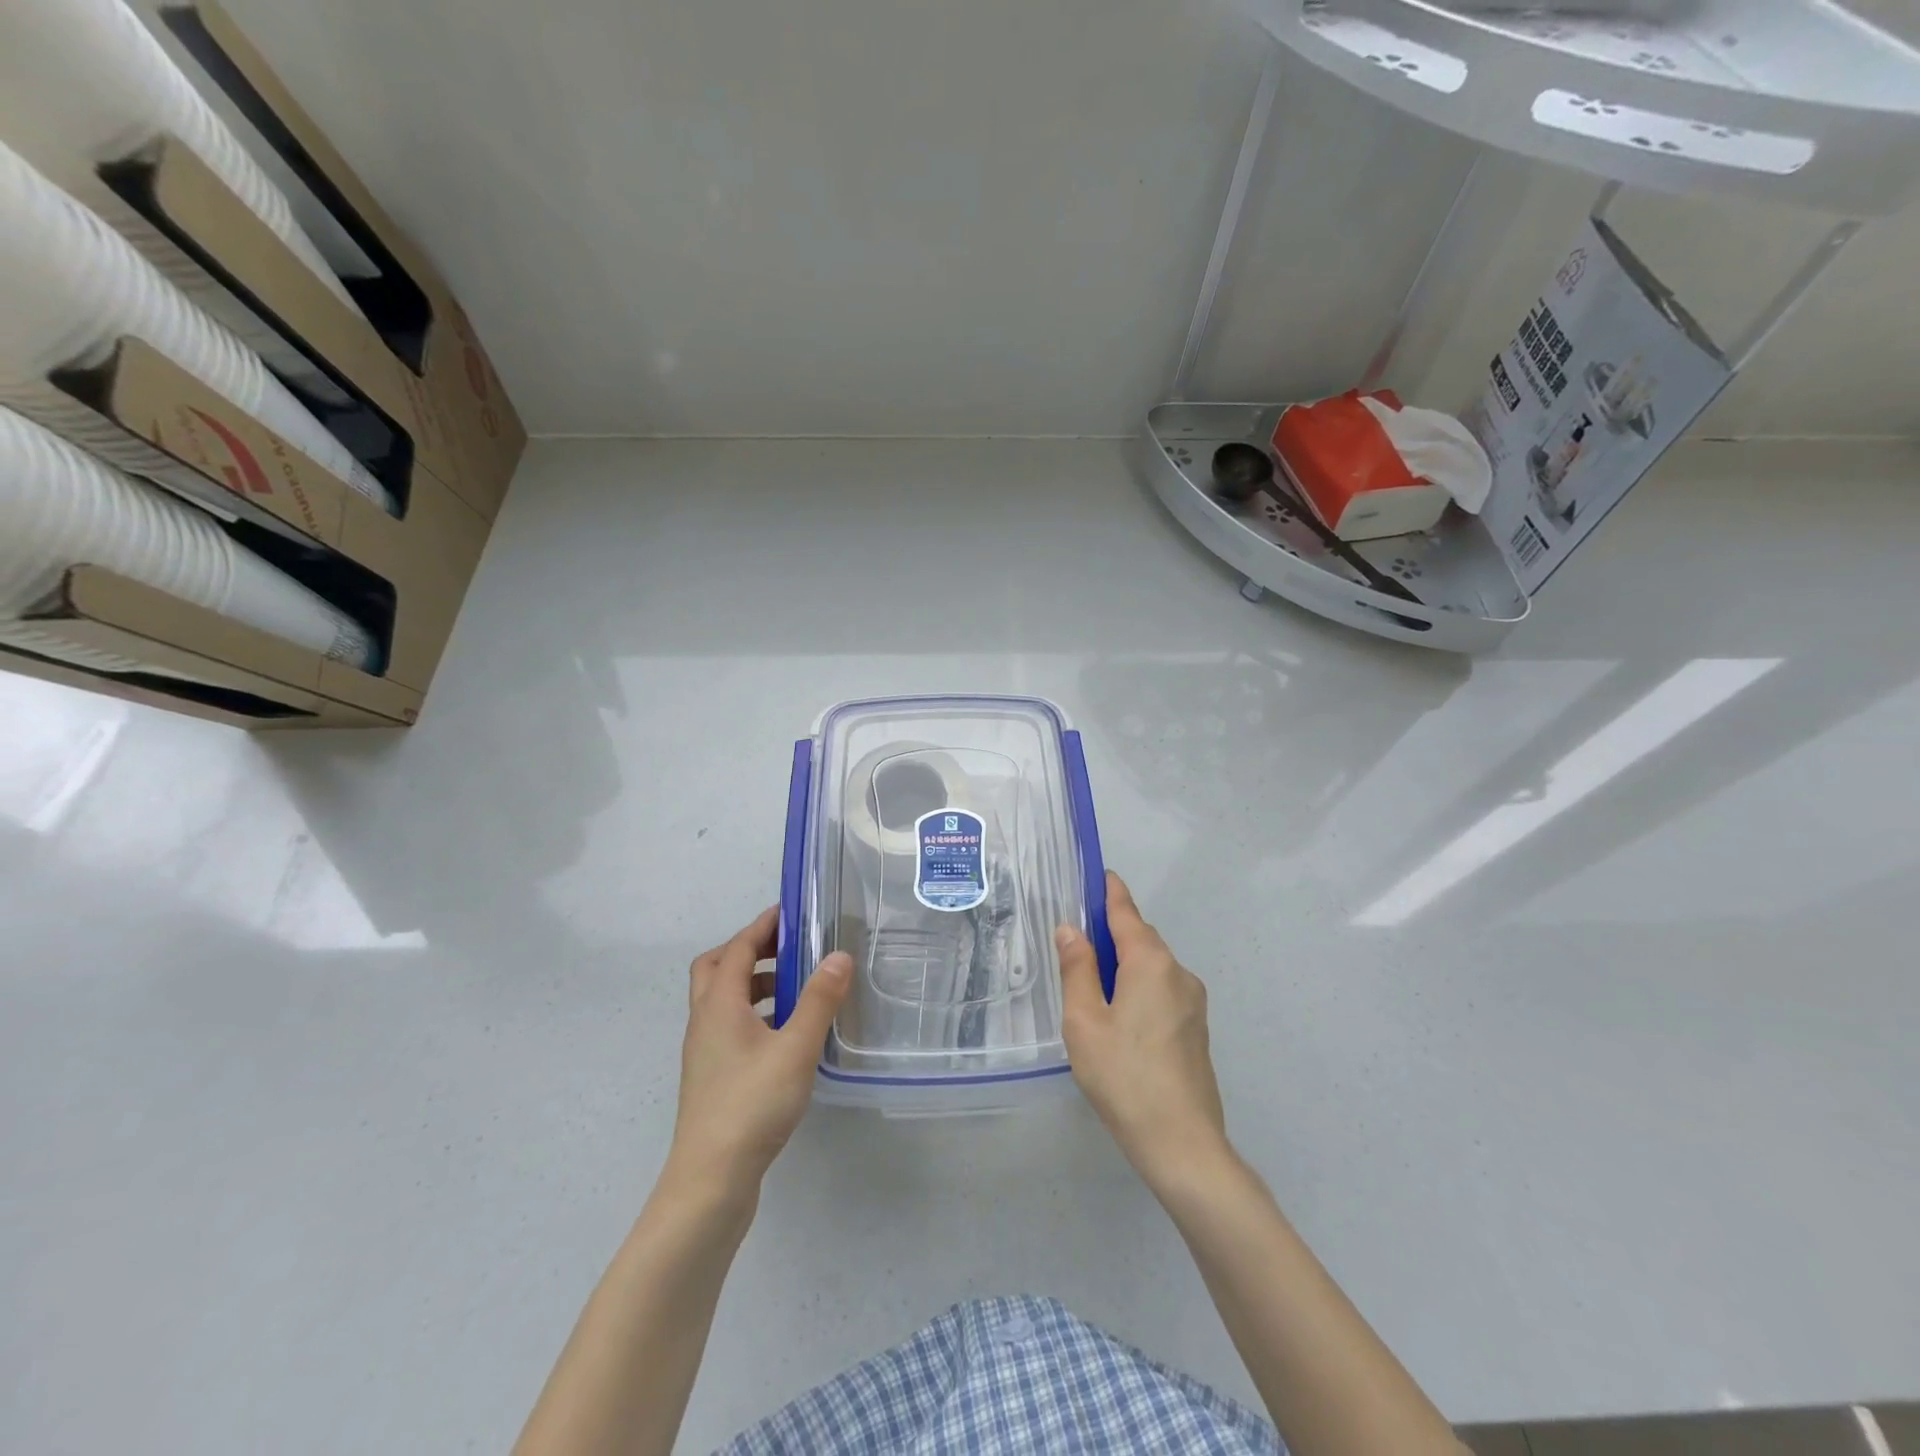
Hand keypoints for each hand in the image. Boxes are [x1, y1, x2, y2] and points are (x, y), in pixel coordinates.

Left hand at [665, 907, 853, 1200]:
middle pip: (716, 968)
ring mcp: (704, 1051)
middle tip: (787, 948)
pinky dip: (753, 1014)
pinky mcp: (711, 1077)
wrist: (710, 1182)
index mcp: (719, 1005)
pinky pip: (729, 1026)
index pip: (737, 949)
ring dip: (752, 983)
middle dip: (749, 950)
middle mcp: (705, 1021)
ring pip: (722, 999)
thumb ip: (819, 1000)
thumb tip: (839, 955)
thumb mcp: (796, 1048)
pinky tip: (784, 1034)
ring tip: (794, 989)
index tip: (790, 911)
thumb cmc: (752, 1105)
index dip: (762, 926)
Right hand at [1056, 872, 1227, 1188]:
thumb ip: (1077, 969)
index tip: (1099, 874)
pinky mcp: (1197, 1030)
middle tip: (1078, 942)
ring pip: (1153, 968)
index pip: (1126, 912)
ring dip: (1125, 965)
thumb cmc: (1124, 1076)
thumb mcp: (1084, 1021)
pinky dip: (1140, 988)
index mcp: (1151, 963)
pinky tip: (1120, 1019)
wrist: (1183, 1144)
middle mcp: (1178, 973)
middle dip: (1112, 933)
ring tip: (1093, 989)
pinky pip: (1163, 992)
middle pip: (1141, 939)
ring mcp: (1194, 1003)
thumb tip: (1071, 929)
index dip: (1110, 892)